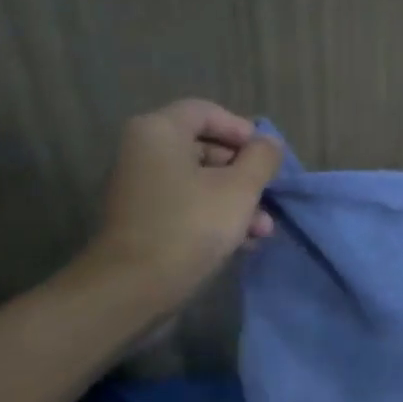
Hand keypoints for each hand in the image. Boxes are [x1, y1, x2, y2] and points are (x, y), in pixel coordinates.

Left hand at [79, 99, 282, 308]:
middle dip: (244, 174)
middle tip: (269, 196)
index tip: (267, 158)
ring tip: (263, 230)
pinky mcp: (142, 221)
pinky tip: (243, 243)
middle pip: (204, 148)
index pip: (207, 112)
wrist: (133, 289)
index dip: (242, 131)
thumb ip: (261, 159)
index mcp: (159, 131)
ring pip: (199, 182)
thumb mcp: (240, 189)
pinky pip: (185, 206)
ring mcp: (140, 189)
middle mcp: (143, 152)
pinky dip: (214, 217)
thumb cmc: (191, 226)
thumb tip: (268, 144)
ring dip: (236, 201)